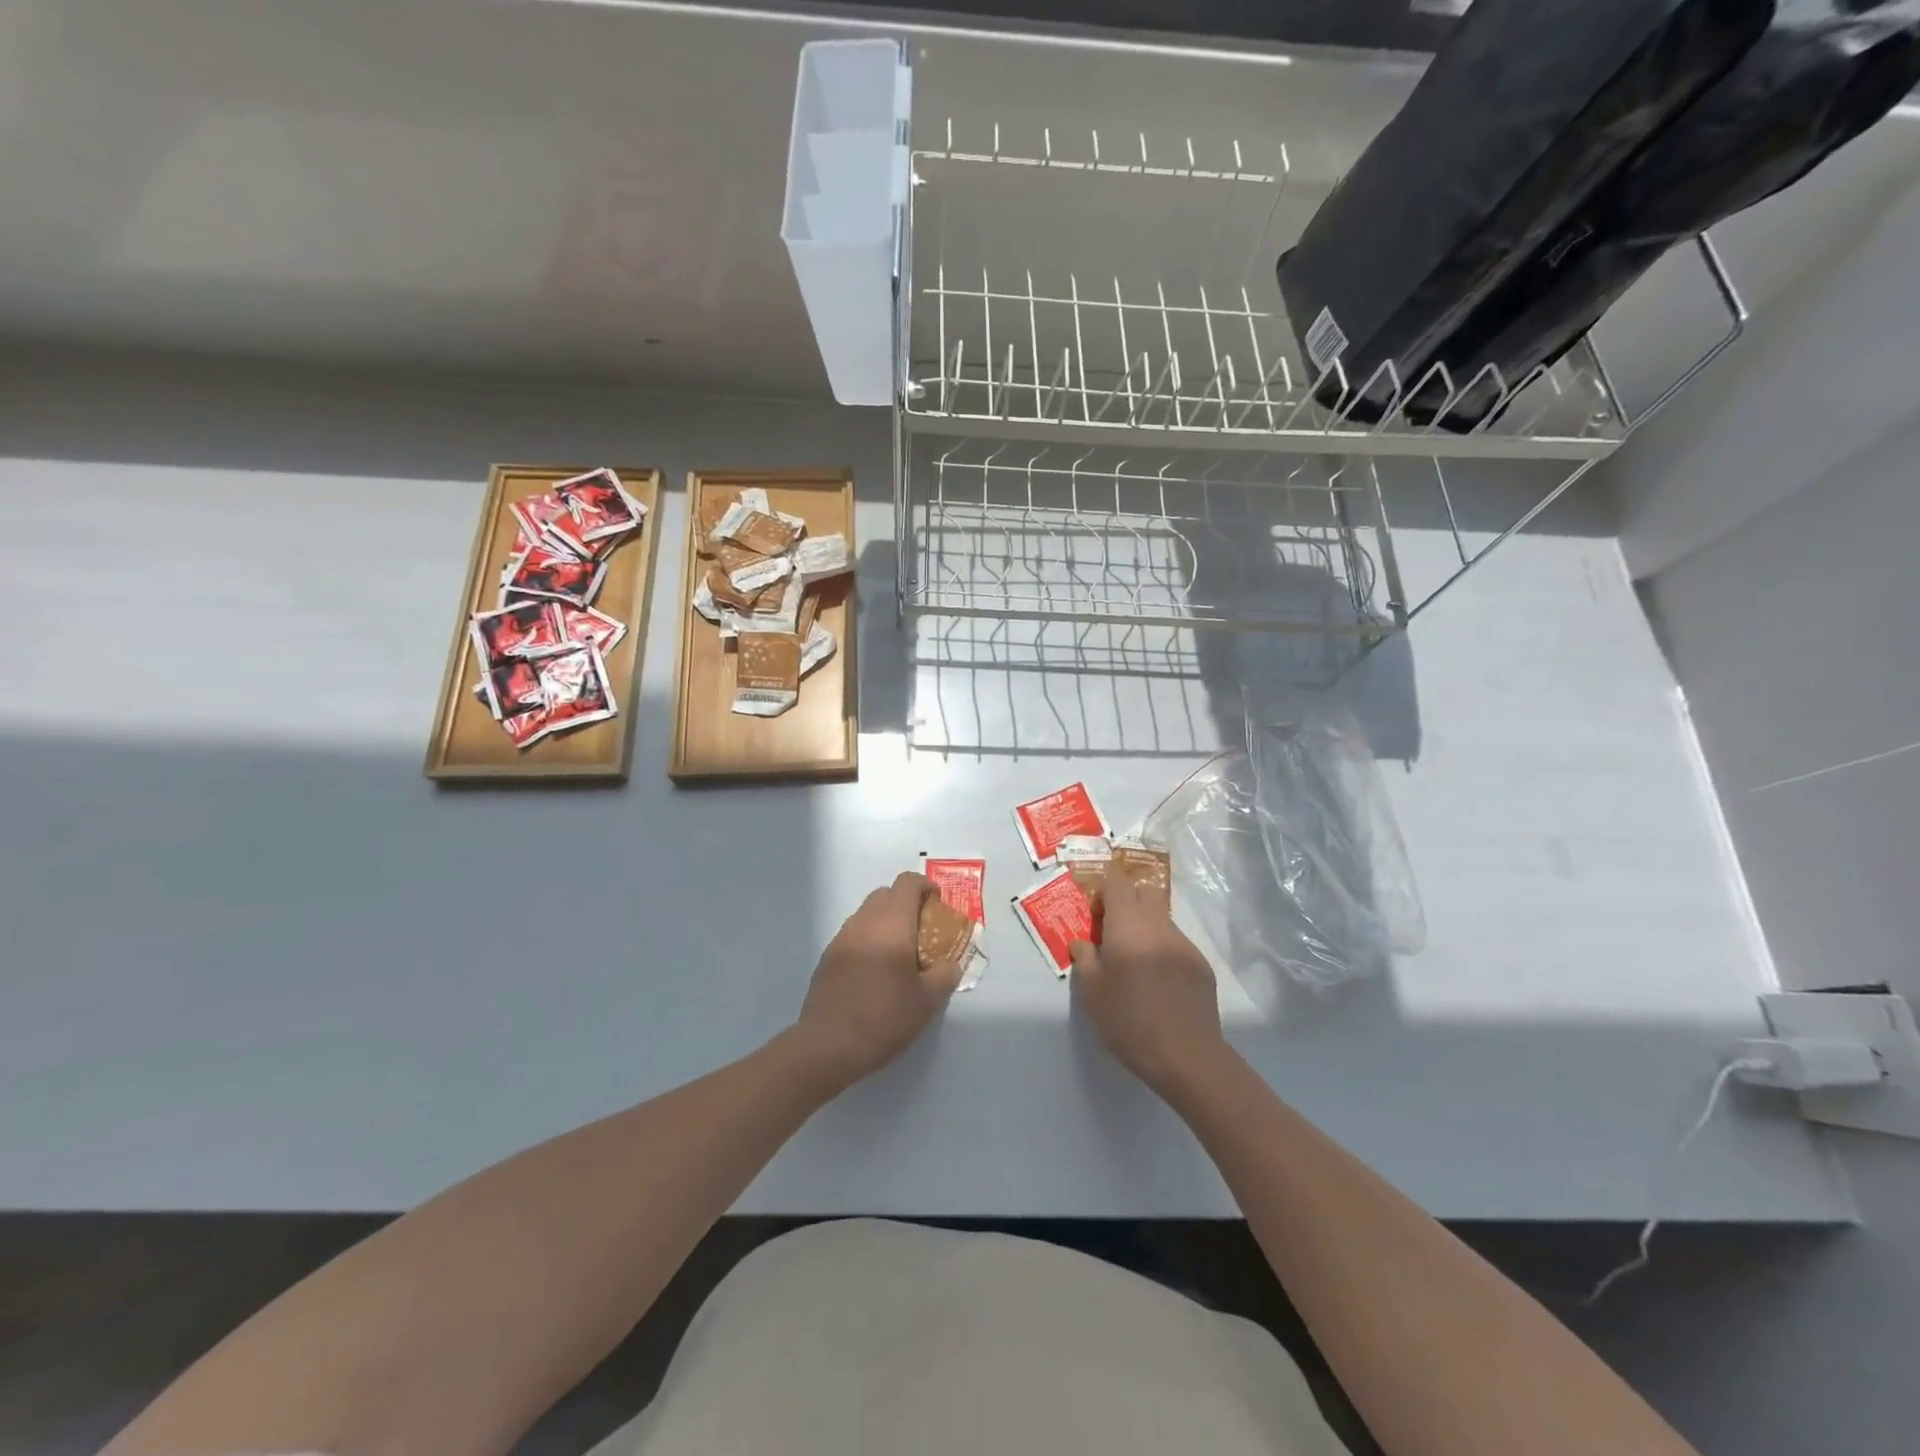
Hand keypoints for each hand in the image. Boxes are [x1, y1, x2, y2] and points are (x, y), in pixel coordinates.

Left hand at [793, 872, 966, 1090]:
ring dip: (885, 921)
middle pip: (885, 894)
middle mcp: (864, 922)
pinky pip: (853, 934)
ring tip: (898, 954)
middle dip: (906, 903)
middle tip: (921, 932)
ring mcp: (841, 938)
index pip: (907, 883)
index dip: (925, 887)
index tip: (937, 906)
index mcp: (892, 925)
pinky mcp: (827, 957)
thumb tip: (950, 963)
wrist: (827, 1047)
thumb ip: (945, 975)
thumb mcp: (928, 1001)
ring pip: (866, 913)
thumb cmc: (884, 1018)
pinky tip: (875, 972)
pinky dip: (868, 939)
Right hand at [1070, 874, 1224, 1095]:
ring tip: (1135, 962)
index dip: (1103, 889)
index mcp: (1128, 927)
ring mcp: (1184, 944)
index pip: (1117, 882)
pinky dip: (1162, 950)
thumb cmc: (1129, 1022)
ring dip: (1145, 927)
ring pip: (1161, 918)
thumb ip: (1084, 958)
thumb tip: (1083, 942)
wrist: (1186, 1057)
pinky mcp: (1201, 964)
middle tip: (1112, 931)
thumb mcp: (1092, 993)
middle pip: (1144, 892)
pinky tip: (1158, 982)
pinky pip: (1176, 943)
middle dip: (1126, 902)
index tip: (1095, 913)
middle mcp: (1158, 926)